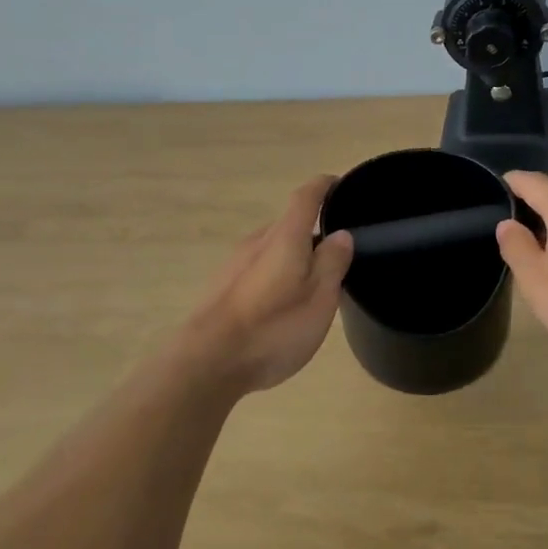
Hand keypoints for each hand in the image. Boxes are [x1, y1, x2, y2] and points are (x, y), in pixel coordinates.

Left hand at [184, 177, 354, 393]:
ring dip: (294, 258)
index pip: (306, 197)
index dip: (325, 186)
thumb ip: (332, 263)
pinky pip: (258, 270)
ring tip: (312, 286)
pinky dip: (275, 276)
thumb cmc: (272, 328)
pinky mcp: (222, 287)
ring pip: (272, 250)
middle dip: (313, 233)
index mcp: (285, 237)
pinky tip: (281, 306)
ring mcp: (234, 263)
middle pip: (289, 225)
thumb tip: (341, 233)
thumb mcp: (319, 299)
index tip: (341, 186)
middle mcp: (257, 241)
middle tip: (338, 256)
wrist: (206, 362)